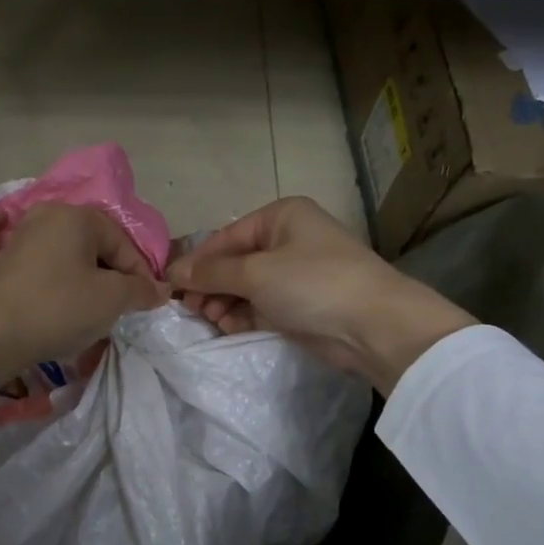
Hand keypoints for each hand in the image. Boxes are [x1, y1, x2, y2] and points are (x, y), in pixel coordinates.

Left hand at [0, 203, 164, 382]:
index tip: (145, 301)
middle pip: (88, 242)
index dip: (139, 273)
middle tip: (118, 302)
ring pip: (49, 240)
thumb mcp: (112, 300)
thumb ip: (140, 290)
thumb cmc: (61, 309)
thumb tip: (161, 289)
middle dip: (107, 268)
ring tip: (84, 285)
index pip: (121, 243)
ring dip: (69, 258)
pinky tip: (2, 221)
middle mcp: (43, 217)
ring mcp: (13, 238)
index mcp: (76, 217)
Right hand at [167, 197, 474, 391]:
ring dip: (223, 303)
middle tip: (191, 310)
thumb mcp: (255, 273)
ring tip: (212, 320)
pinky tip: (229, 327)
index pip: (225, 236)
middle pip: (233, 262)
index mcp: (280, 217)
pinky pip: (259, 306)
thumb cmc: (312, 284)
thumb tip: (172, 273)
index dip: (196, 261)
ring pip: (244, 287)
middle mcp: (287, 240)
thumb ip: (211, 272)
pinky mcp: (299, 305)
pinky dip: (242, 316)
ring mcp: (294, 274)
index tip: (170, 287)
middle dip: (210, 286)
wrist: (374, 326)